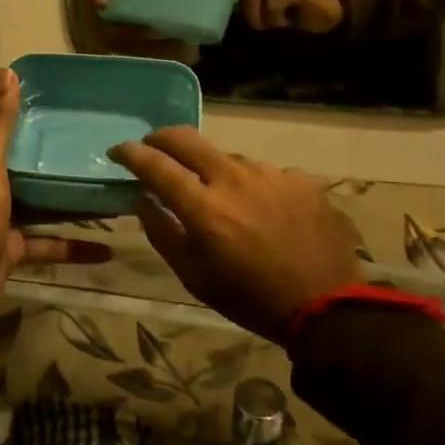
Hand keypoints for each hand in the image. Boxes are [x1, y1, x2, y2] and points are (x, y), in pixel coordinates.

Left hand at [0, 69, 115, 290]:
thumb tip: (7, 73)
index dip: (6, 108)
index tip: (39, 95)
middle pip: (15, 162)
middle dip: (42, 151)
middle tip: (79, 135)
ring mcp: (0, 219)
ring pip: (36, 202)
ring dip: (64, 197)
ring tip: (98, 184)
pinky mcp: (14, 248)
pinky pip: (49, 243)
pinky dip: (74, 247)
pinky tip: (106, 249)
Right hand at [108, 127, 363, 341]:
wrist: (327, 307)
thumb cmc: (250, 299)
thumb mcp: (194, 277)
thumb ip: (161, 232)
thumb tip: (141, 199)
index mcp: (204, 208)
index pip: (155, 165)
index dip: (130, 153)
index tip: (117, 151)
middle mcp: (234, 179)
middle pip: (187, 139)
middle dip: (161, 137)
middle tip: (151, 146)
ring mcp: (270, 174)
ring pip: (227, 158)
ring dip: (212, 170)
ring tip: (218, 197)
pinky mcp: (299, 179)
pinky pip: (262, 173)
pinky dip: (250, 186)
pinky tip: (260, 210)